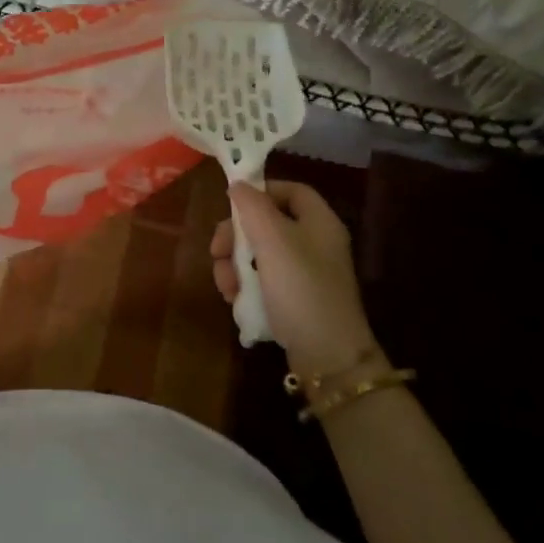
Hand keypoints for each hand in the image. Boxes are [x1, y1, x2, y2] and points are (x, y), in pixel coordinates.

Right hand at [211, 181, 377, 374]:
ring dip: (235, 266)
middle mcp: (315, 243)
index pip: (290, 190)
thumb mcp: (272, 240)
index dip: (261, 191)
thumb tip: (239, 185)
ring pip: (260, 255)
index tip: (232, 206)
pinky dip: (246, 287)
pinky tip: (235, 300)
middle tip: (216, 252)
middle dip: (236, 237)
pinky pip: (265, 281)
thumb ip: (252, 207)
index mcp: (319, 222)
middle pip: (268, 223)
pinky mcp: (296, 301)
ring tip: (225, 286)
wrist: (327, 357)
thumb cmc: (300, 288)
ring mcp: (306, 274)